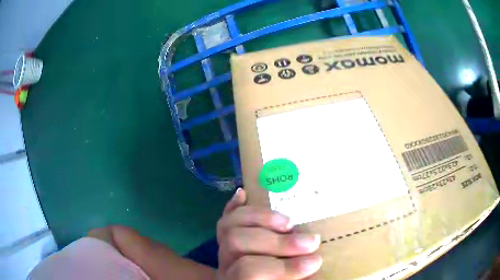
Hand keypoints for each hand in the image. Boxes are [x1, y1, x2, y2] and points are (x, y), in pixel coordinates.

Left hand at [217, 189, 321, 279]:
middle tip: (311, 241)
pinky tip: (244, 194)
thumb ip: (297, 277)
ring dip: (262, 218)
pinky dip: (235, 207)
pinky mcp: (223, 242)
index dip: (285, 266)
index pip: (250, 271)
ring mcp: (223, 252)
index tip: (316, 261)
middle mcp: (226, 265)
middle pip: (237, 243)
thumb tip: (316, 262)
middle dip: (278, 241)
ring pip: (229, 227)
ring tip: (290, 222)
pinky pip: (224, 220)